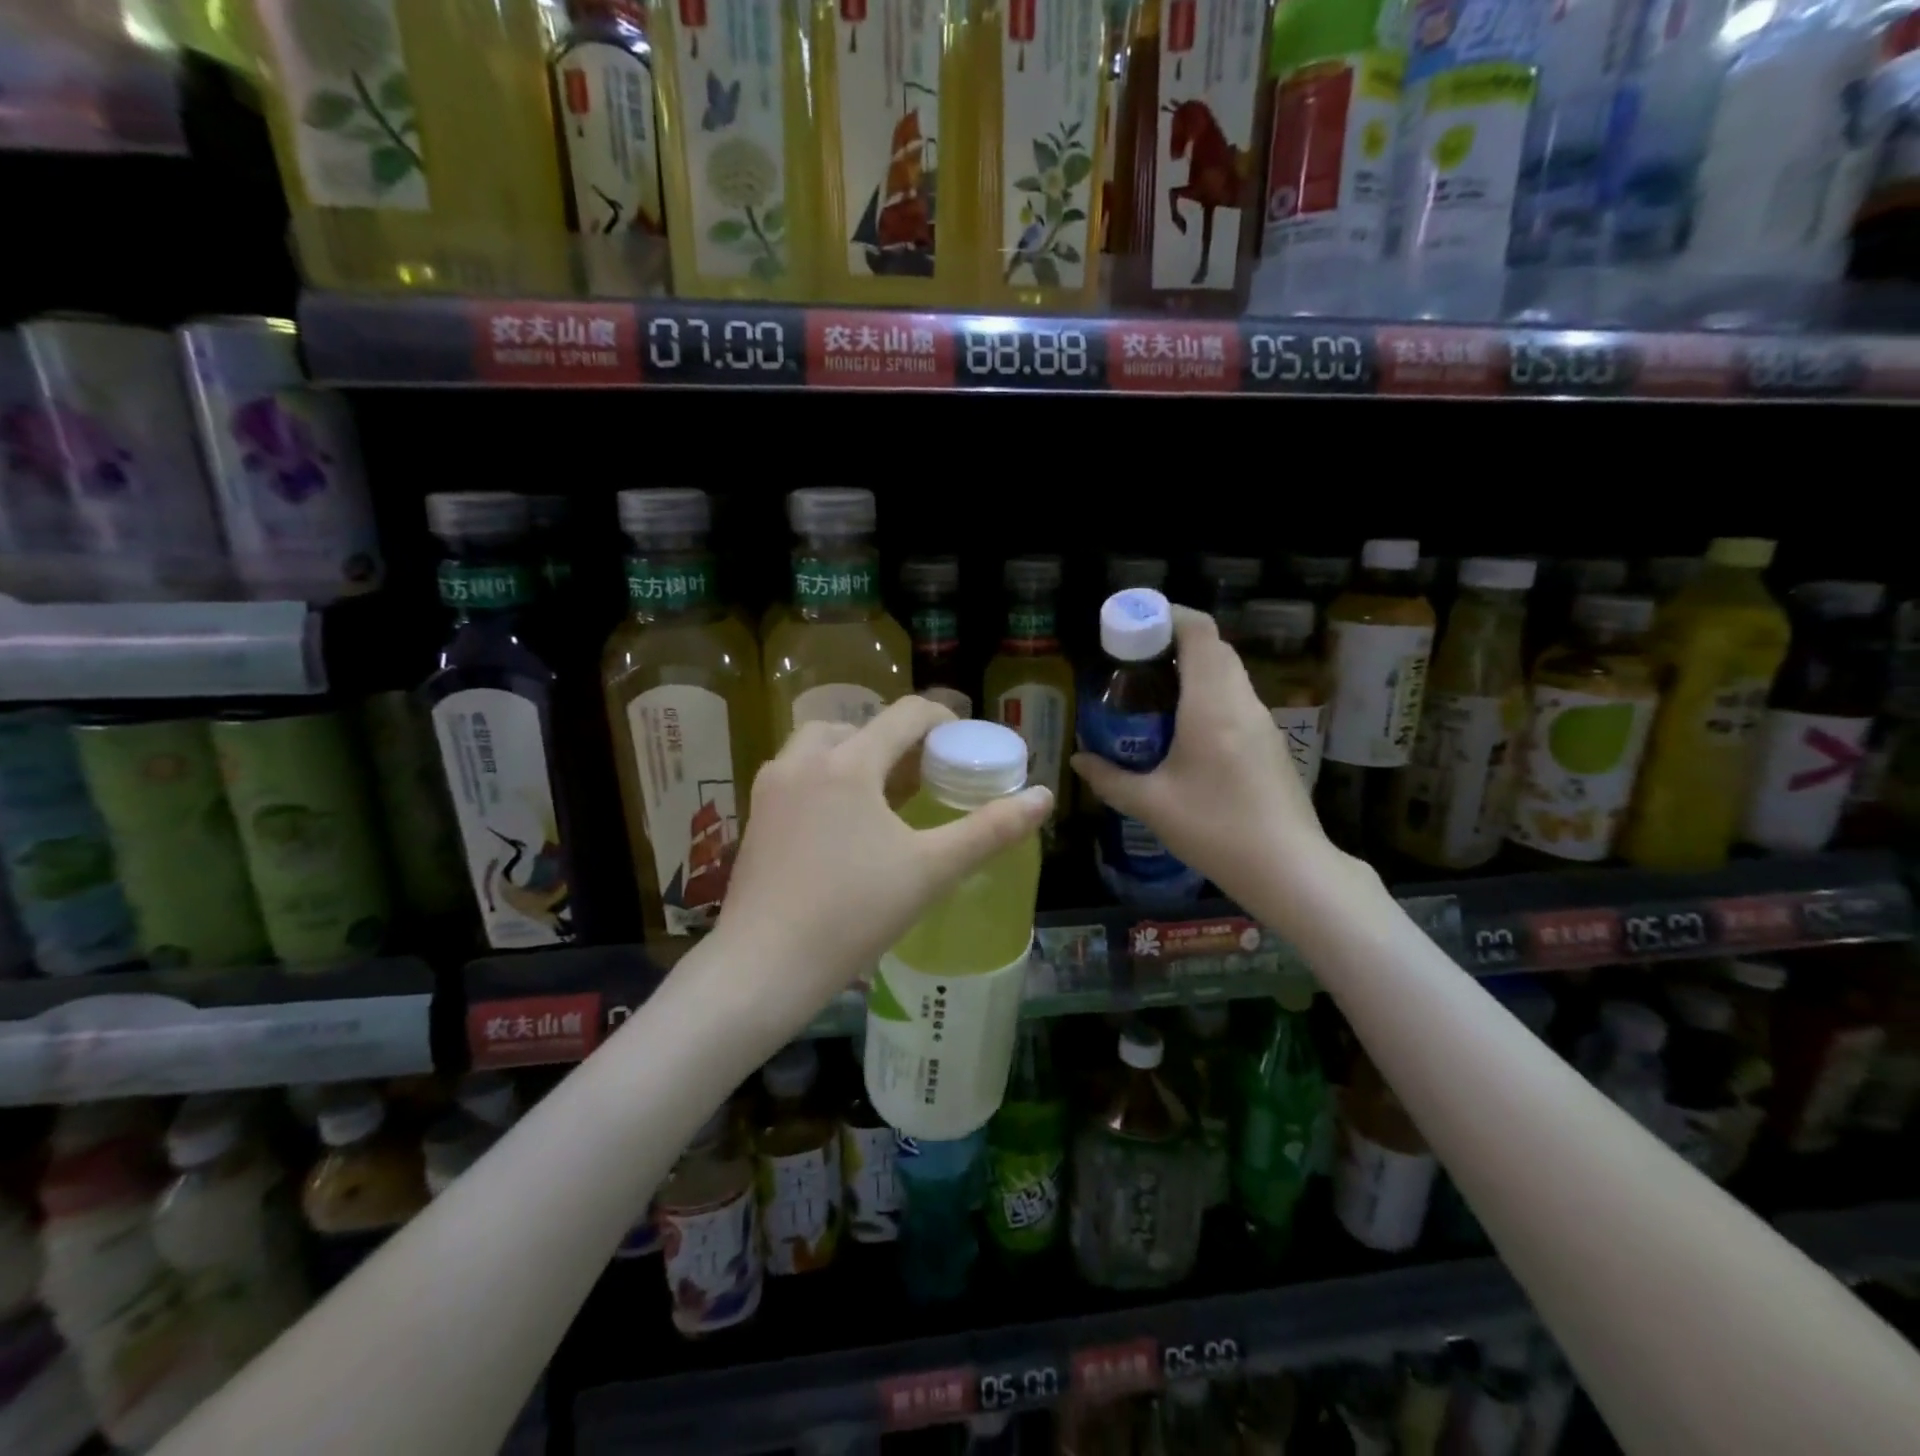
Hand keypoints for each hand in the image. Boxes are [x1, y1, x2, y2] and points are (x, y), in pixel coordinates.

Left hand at [711, 696, 1051, 1033]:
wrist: (764, 966)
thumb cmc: (853, 913)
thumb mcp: (932, 870)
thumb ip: (991, 829)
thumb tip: (1043, 797)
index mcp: (848, 763)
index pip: (904, 716)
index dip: (941, 720)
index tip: (963, 743)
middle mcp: (803, 761)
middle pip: (859, 726)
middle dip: (896, 741)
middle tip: (924, 775)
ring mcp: (772, 788)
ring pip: (821, 746)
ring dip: (856, 754)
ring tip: (884, 794)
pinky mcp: (756, 816)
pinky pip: (798, 774)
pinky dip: (826, 777)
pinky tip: (843, 823)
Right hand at [1071, 607, 1363, 927]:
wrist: (1289, 869)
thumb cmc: (1216, 829)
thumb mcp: (1152, 805)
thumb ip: (1110, 778)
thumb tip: (1078, 761)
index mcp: (1211, 704)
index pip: (1199, 632)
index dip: (1168, 617)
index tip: (1135, 627)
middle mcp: (1241, 702)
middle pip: (1214, 649)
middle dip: (1174, 644)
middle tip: (1134, 663)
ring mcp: (1262, 722)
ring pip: (1228, 675)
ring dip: (1193, 671)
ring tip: (1153, 695)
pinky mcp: (1271, 744)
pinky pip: (1236, 701)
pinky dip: (1208, 696)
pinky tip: (1184, 731)